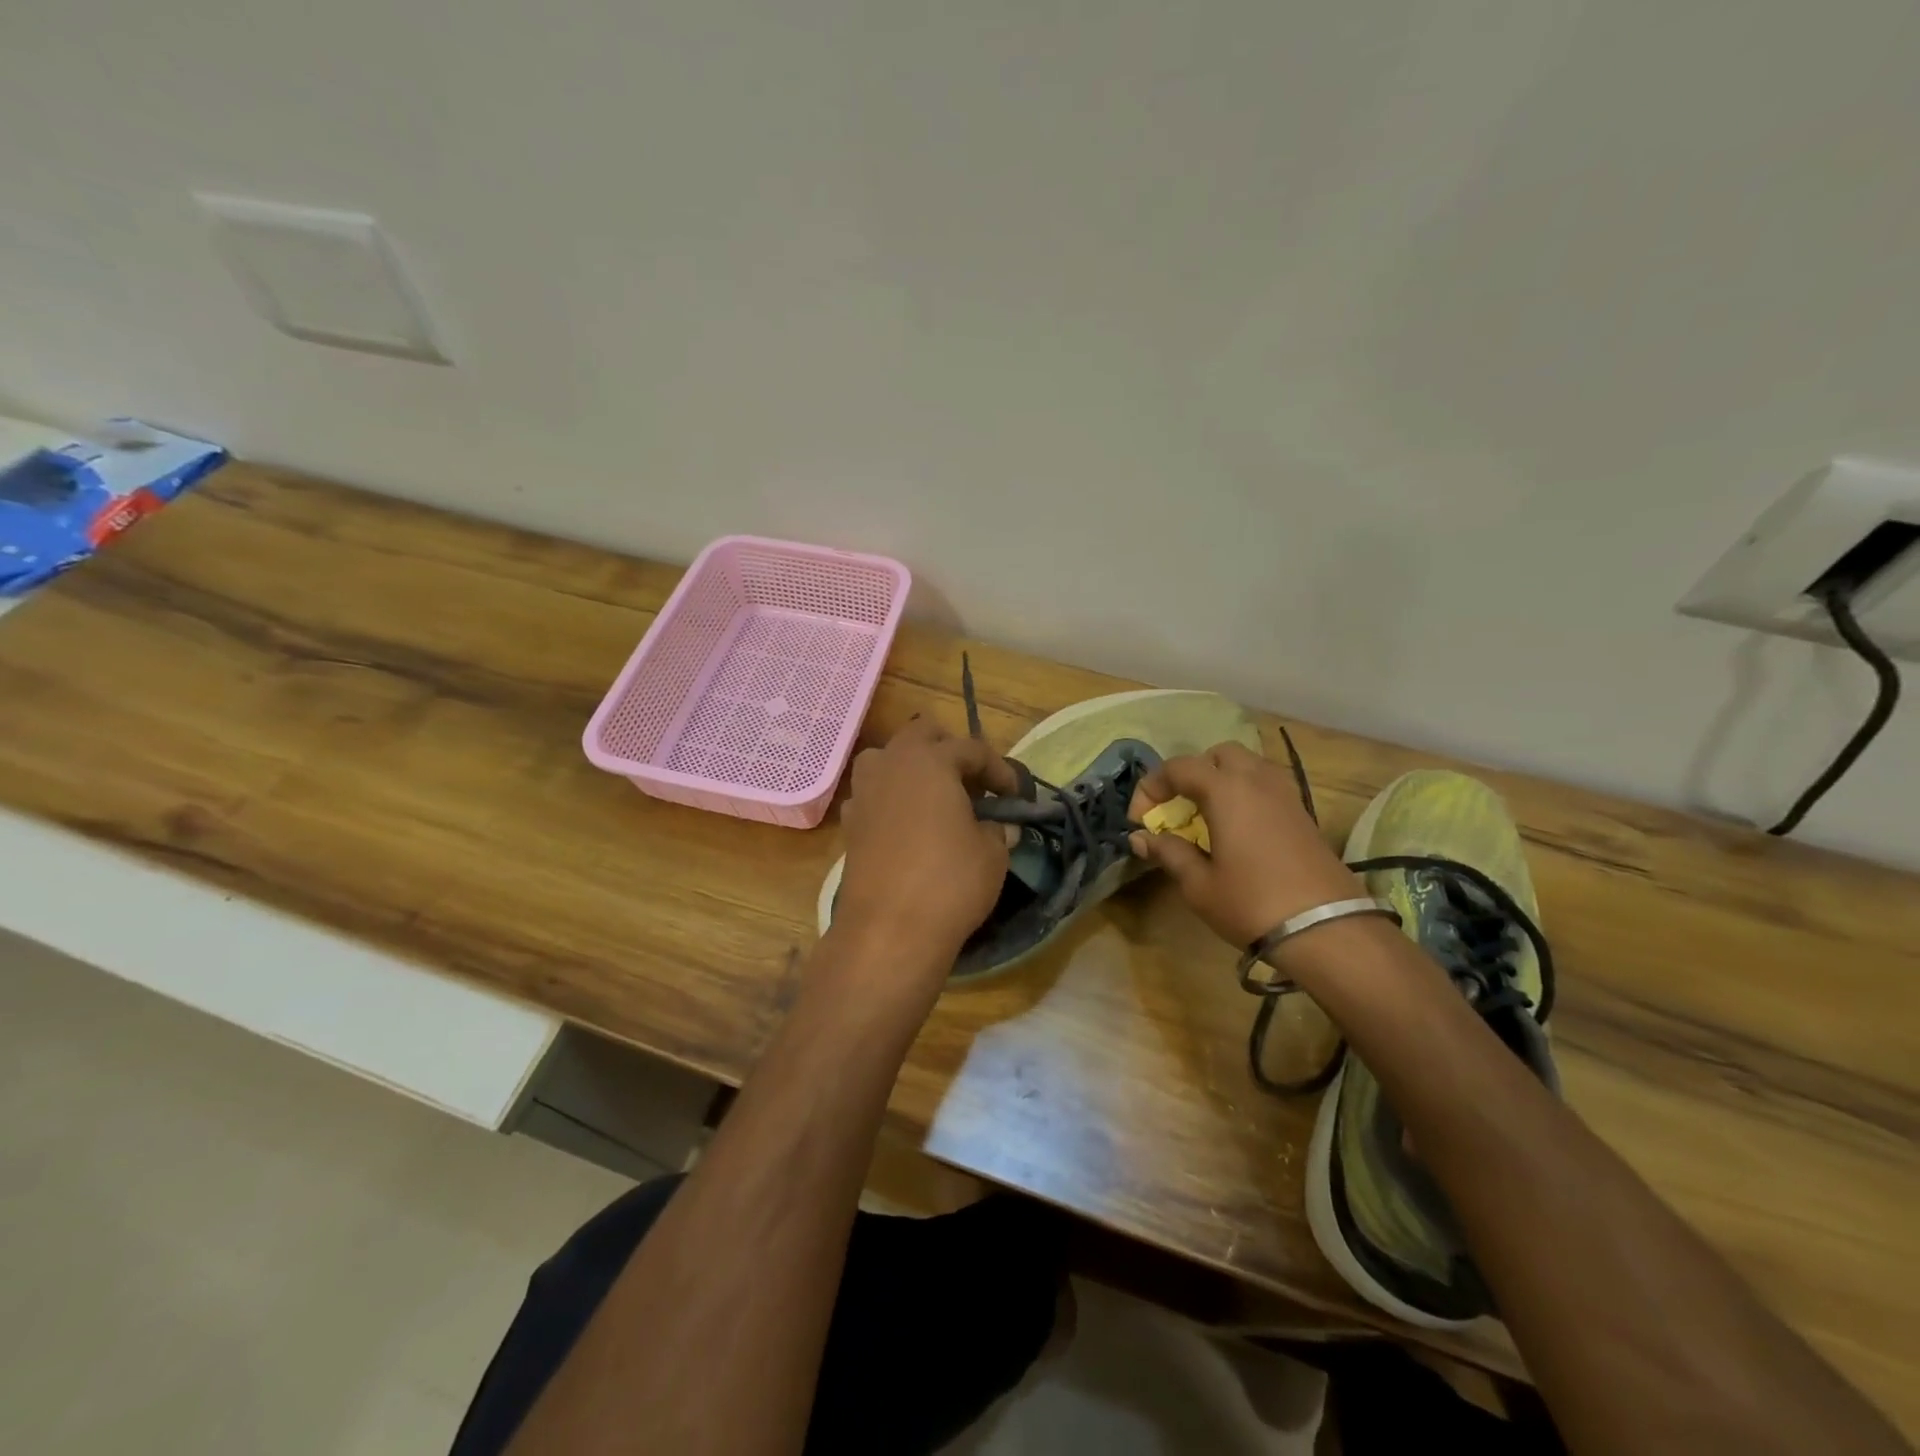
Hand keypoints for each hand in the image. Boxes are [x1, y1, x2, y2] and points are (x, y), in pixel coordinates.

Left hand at [833, 715, 1019, 979]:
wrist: (889, 931)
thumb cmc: (950, 881)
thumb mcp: (993, 852)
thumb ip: (998, 829)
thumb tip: (1000, 825)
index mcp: (930, 760)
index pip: (971, 749)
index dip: (1000, 770)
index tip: (1016, 796)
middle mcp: (891, 764)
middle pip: (921, 735)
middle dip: (950, 750)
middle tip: (973, 783)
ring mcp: (864, 792)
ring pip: (888, 759)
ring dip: (914, 768)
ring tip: (937, 798)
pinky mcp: (850, 824)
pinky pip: (874, 794)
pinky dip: (893, 799)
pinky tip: (909, 826)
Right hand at [1128, 741, 1361, 948]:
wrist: (1326, 930)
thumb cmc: (1251, 903)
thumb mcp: (1199, 884)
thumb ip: (1168, 852)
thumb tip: (1140, 838)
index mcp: (1225, 790)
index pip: (1179, 767)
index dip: (1152, 787)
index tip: (1140, 820)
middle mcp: (1256, 780)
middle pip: (1218, 755)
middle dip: (1192, 773)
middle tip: (1178, 807)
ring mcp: (1285, 795)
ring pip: (1248, 766)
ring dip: (1221, 780)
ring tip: (1207, 815)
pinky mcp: (1303, 814)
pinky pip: (1267, 786)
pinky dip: (1245, 794)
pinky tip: (1237, 828)